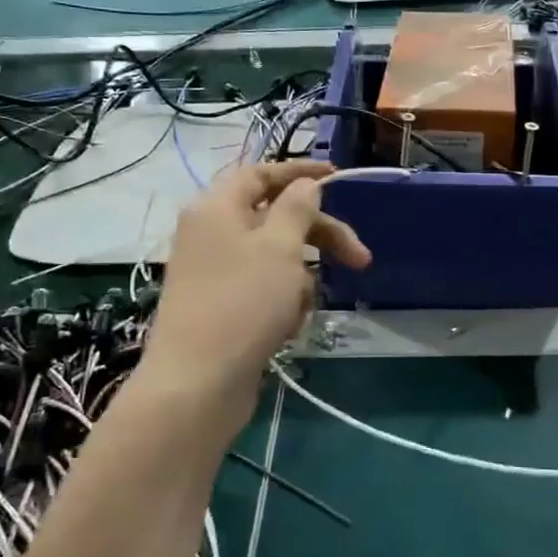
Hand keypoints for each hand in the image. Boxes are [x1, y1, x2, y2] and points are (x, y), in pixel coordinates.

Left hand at [139, 162, 369, 415]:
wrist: (197, 383)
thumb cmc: (243, 304)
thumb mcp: (280, 247)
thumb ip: (298, 207)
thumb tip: (305, 186)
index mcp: (216, 207)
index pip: (262, 173)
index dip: (301, 172)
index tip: (339, 178)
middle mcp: (210, 233)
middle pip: (275, 218)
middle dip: (319, 236)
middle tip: (360, 259)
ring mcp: (213, 272)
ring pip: (274, 259)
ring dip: (299, 278)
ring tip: (301, 308)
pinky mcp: (220, 307)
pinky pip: (263, 290)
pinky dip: (282, 302)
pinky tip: (286, 327)